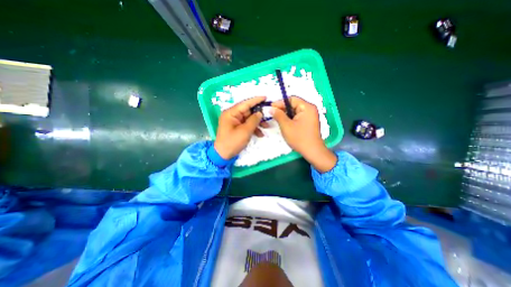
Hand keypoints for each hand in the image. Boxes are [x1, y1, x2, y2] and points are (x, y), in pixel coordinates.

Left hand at [214, 96, 267, 158]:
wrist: (223, 155)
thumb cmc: (232, 142)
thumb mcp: (245, 131)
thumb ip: (253, 120)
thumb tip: (260, 113)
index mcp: (231, 113)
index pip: (245, 104)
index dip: (256, 100)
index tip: (265, 97)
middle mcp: (232, 115)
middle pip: (248, 111)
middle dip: (259, 115)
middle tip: (268, 116)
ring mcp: (235, 122)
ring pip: (249, 118)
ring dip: (258, 123)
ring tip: (267, 127)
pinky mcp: (237, 128)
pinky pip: (247, 125)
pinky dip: (253, 128)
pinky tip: (260, 134)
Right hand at [269, 96, 337, 172]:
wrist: (312, 151)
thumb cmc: (299, 138)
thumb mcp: (286, 126)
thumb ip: (278, 115)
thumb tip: (271, 108)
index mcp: (307, 107)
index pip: (292, 99)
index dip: (280, 102)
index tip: (271, 107)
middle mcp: (310, 109)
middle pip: (294, 104)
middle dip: (283, 109)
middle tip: (273, 114)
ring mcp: (310, 116)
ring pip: (295, 111)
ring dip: (286, 114)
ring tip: (277, 118)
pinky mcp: (309, 122)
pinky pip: (298, 116)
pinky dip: (290, 118)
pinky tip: (284, 123)